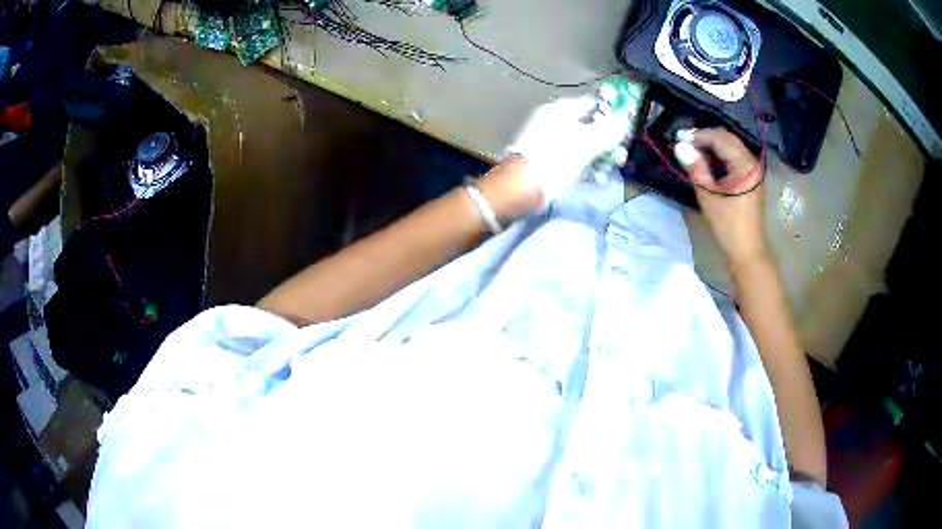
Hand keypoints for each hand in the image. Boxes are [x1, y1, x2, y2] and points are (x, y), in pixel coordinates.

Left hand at [507, 96, 630, 208]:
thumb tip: (626, 118)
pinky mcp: (548, 159)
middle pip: (589, 125)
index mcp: (561, 110)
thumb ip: (609, 130)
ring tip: (609, 168)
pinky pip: (573, 157)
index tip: (626, 127)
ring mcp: (550, 140)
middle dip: (607, 139)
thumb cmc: (555, 158)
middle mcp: (554, 121)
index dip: (611, 113)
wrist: (522, 186)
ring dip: (599, 155)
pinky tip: (596, 177)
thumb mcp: (586, 143)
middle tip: (619, 154)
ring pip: (582, 143)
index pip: (593, 104)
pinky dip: (585, 165)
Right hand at [676, 128, 766, 265]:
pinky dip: (719, 156)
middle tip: (685, 143)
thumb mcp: (709, 196)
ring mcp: (753, 171)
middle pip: (727, 139)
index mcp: (745, 165)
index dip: (700, 136)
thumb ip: (696, 168)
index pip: (721, 139)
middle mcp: (752, 163)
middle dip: (706, 138)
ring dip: (712, 146)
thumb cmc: (728, 226)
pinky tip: (707, 162)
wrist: (747, 251)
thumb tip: (681, 147)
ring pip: (731, 147)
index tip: (680, 138)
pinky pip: (734, 158)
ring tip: (693, 151)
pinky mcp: (751, 179)